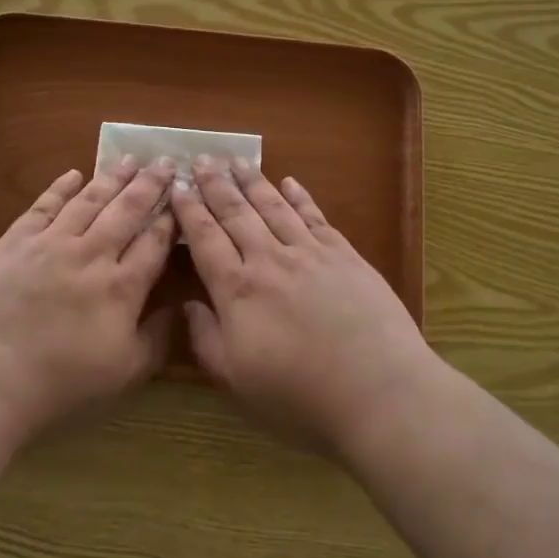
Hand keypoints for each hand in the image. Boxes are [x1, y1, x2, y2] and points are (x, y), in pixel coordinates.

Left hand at [0, 157, 177, 438]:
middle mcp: (92, 253)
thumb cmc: (60, 381)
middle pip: (127, 210)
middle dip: (150, 184)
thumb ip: (157, 338)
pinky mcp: (17, 240)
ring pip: (90, 200)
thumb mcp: (124, 372)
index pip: (154, 242)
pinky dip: (61, 187)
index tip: (183, 197)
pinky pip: (44, 205)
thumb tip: (180, 308)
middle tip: (166, 160)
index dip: (171, 218)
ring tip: (130, 159)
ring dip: (113, 178)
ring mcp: (52, 242)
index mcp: (122, 286)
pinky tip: (74, 173)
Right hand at [173, 157, 430, 454]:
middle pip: (236, 213)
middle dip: (215, 184)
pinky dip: (299, 196)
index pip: (206, 239)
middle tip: (201, 159)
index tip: (178, 187)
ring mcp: (310, 253)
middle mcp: (269, 260)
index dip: (190, 211)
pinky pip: (314, 216)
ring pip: (273, 207)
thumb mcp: (237, 382)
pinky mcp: (345, 255)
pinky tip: (289, 182)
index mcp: (238, 290)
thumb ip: (206, 340)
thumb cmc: (301, 398)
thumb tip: (188, 304)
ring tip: (236, 161)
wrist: (380, 392)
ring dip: (252, 181)